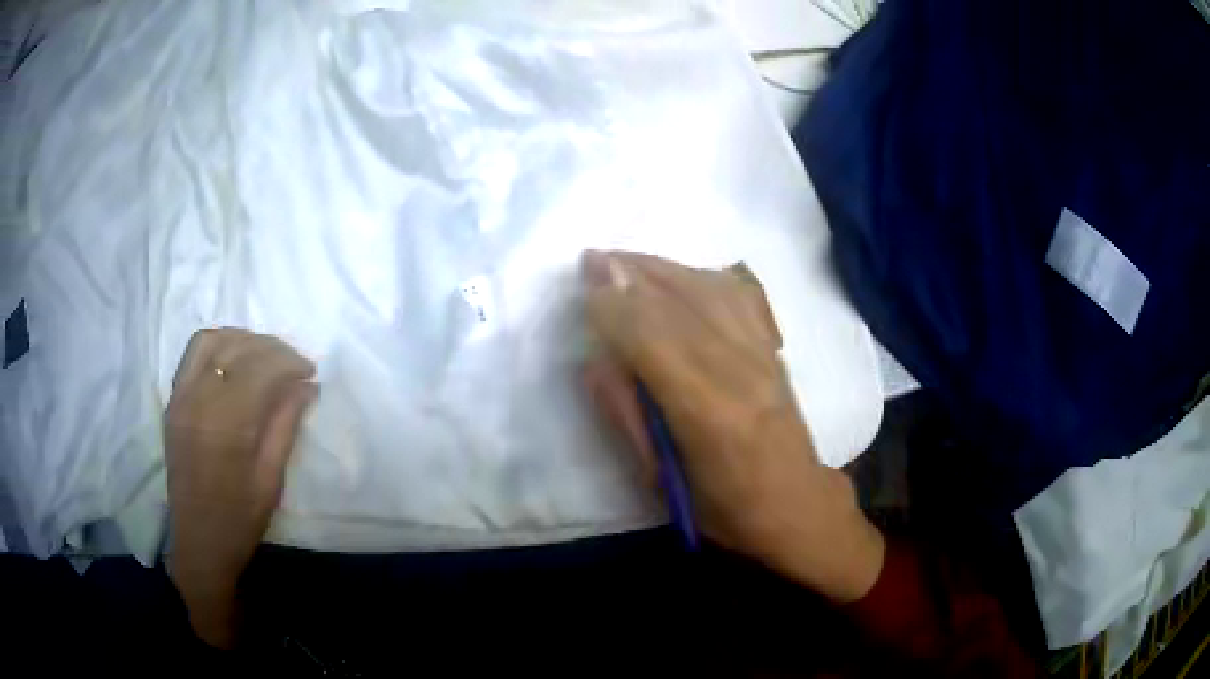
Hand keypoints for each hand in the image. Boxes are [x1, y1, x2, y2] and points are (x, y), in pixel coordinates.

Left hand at [165, 328, 318, 647]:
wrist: (198, 541)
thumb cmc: (240, 519)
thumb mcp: (271, 479)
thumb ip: (285, 425)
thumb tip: (307, 386)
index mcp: (227, 424)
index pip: (261, 368)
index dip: (289, 362)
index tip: (310, 372)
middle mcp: (199, 399)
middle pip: (237, 348)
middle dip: (272, 348)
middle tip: (294, 364)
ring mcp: (181, 397)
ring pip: (212, 340)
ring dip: (243, 339)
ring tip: (265, 356)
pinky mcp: (173, 400)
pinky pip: (193, 354)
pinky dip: (218, 345)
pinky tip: (235, 359)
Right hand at [582, 251, 883, 602]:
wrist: (796, 504)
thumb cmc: (722, 507)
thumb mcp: (660, 480)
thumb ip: (626, 416)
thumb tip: (596, 361)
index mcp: (704, 409)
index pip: (650, 336)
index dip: (614, 305)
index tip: (583, 284)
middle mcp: (737, 368)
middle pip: (679, 302)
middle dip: (631, 273)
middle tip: (593, 257)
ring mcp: (762, 353)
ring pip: (710, 290)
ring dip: (664, 268)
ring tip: (628, 259)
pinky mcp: (774, 350)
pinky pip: (742, 297)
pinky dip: (707, 276)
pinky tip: (685, 274)